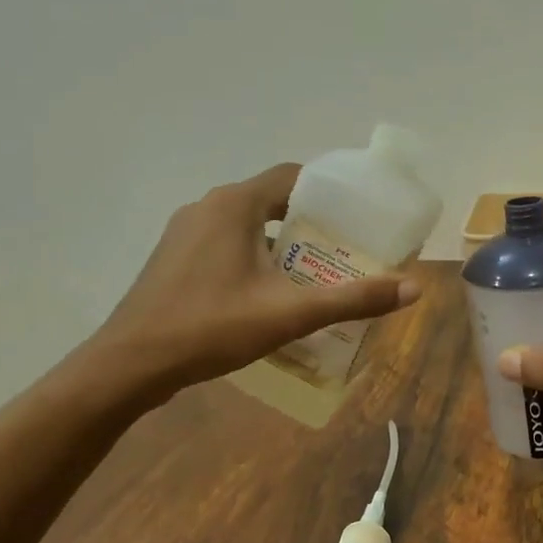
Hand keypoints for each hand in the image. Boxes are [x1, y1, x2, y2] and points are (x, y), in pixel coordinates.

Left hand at [83, 163, 419, 398]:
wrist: (129, 365)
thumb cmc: (211, 328)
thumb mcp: (291, 313)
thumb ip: (353, 299)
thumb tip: (413, 289)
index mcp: (235, 204)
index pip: (293, 177)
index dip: (329, 192)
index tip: (358, 217)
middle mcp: (208, 206)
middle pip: (272, 200)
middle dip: (310, 223)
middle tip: (345, 250)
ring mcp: (184, 232)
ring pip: (247, 225)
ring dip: (281, 242)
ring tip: (314, 273)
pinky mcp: (173, 258)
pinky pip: (225, 243)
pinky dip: (253, 256)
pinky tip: (268, 292)